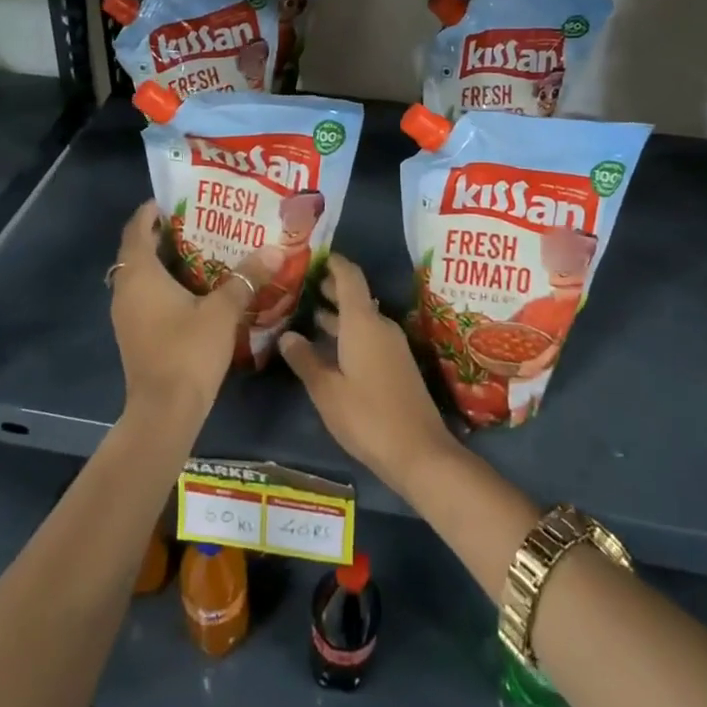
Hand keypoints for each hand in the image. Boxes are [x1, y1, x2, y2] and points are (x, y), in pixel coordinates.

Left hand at [110, 202, 267, 428]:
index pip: (137, 229)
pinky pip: (144, 295)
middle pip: (137, 250)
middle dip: (161, 234)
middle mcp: (126, 290)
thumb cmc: (188, 351)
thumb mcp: (223, 310)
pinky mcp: (134, 334)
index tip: (174, 199)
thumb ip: (247, 277)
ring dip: (162, 261)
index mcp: (140, 274)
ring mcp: (126, 315)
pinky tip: (193, 288)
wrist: (164, 411)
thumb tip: (275, 248)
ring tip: (199, 249)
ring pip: (140, 275)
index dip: (150, 211)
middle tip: (196, 220)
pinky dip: (162, 284)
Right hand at [278, 255, 458, 498]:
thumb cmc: (367, 416)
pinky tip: (328, 347)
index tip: (312, 254)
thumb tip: (287, 335)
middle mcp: (380, 325)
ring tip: (306, 313)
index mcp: (362, 322)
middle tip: (299, 285)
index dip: (333, 261)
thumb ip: (305, 359)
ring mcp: (391, 345)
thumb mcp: (327, 390)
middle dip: (329, 288)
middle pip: (355, 295)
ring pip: (361, 317)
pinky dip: (347, 332)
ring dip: (337, 313)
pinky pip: (368, 334)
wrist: (419, 452)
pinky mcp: (396, 364)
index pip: (349, 276)